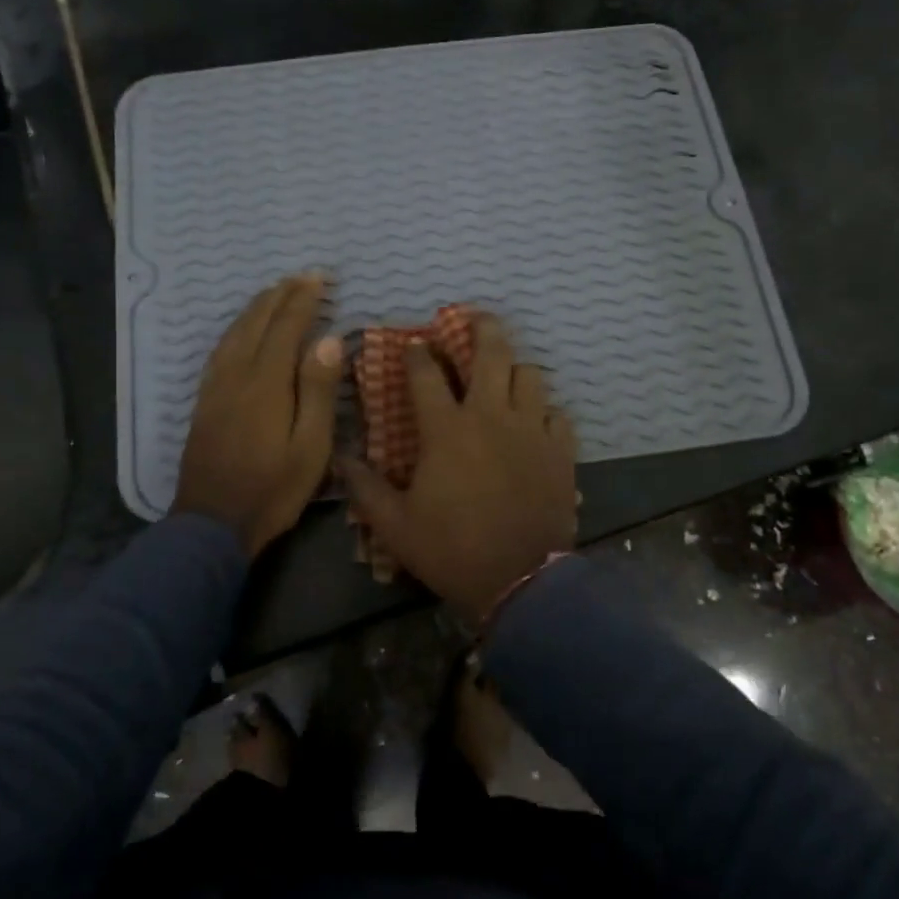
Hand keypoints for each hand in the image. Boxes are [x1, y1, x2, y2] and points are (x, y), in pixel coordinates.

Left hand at [173, 274, 343, 555]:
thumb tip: (329, 339)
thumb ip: (318, 390)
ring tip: (274, 292)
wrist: (211, 524)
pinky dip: (236, 329)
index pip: (286, 327)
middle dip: (280, 295)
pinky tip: (241, 330)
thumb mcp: (310, 446)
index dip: (303, 300)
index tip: (319, 278)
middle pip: (257, 322)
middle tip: (301, 277)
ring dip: (256, 308)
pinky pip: (220, 350)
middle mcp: (237, 375)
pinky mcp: (205, 402)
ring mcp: (216, 387)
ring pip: (235, 333)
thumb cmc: (272, 489)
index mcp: (267, 382)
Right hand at [341, 314, 577, 621]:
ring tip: (505, 375)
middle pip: (492, 352)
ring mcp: (530, 429)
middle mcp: (490, 416)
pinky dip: (544, 410)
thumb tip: (339, 458)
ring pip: (530, 375)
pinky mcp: (560, 450)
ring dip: (514, 368)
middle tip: (475, 317)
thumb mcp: (395, 525)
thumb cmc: (452, 549)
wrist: (520, 580)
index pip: (426, 375)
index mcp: (447, 429)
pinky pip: (556, 414)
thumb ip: (365, 488)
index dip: (416, 353)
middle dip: (482, 327)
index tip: (413, 343)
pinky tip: (535, 420)